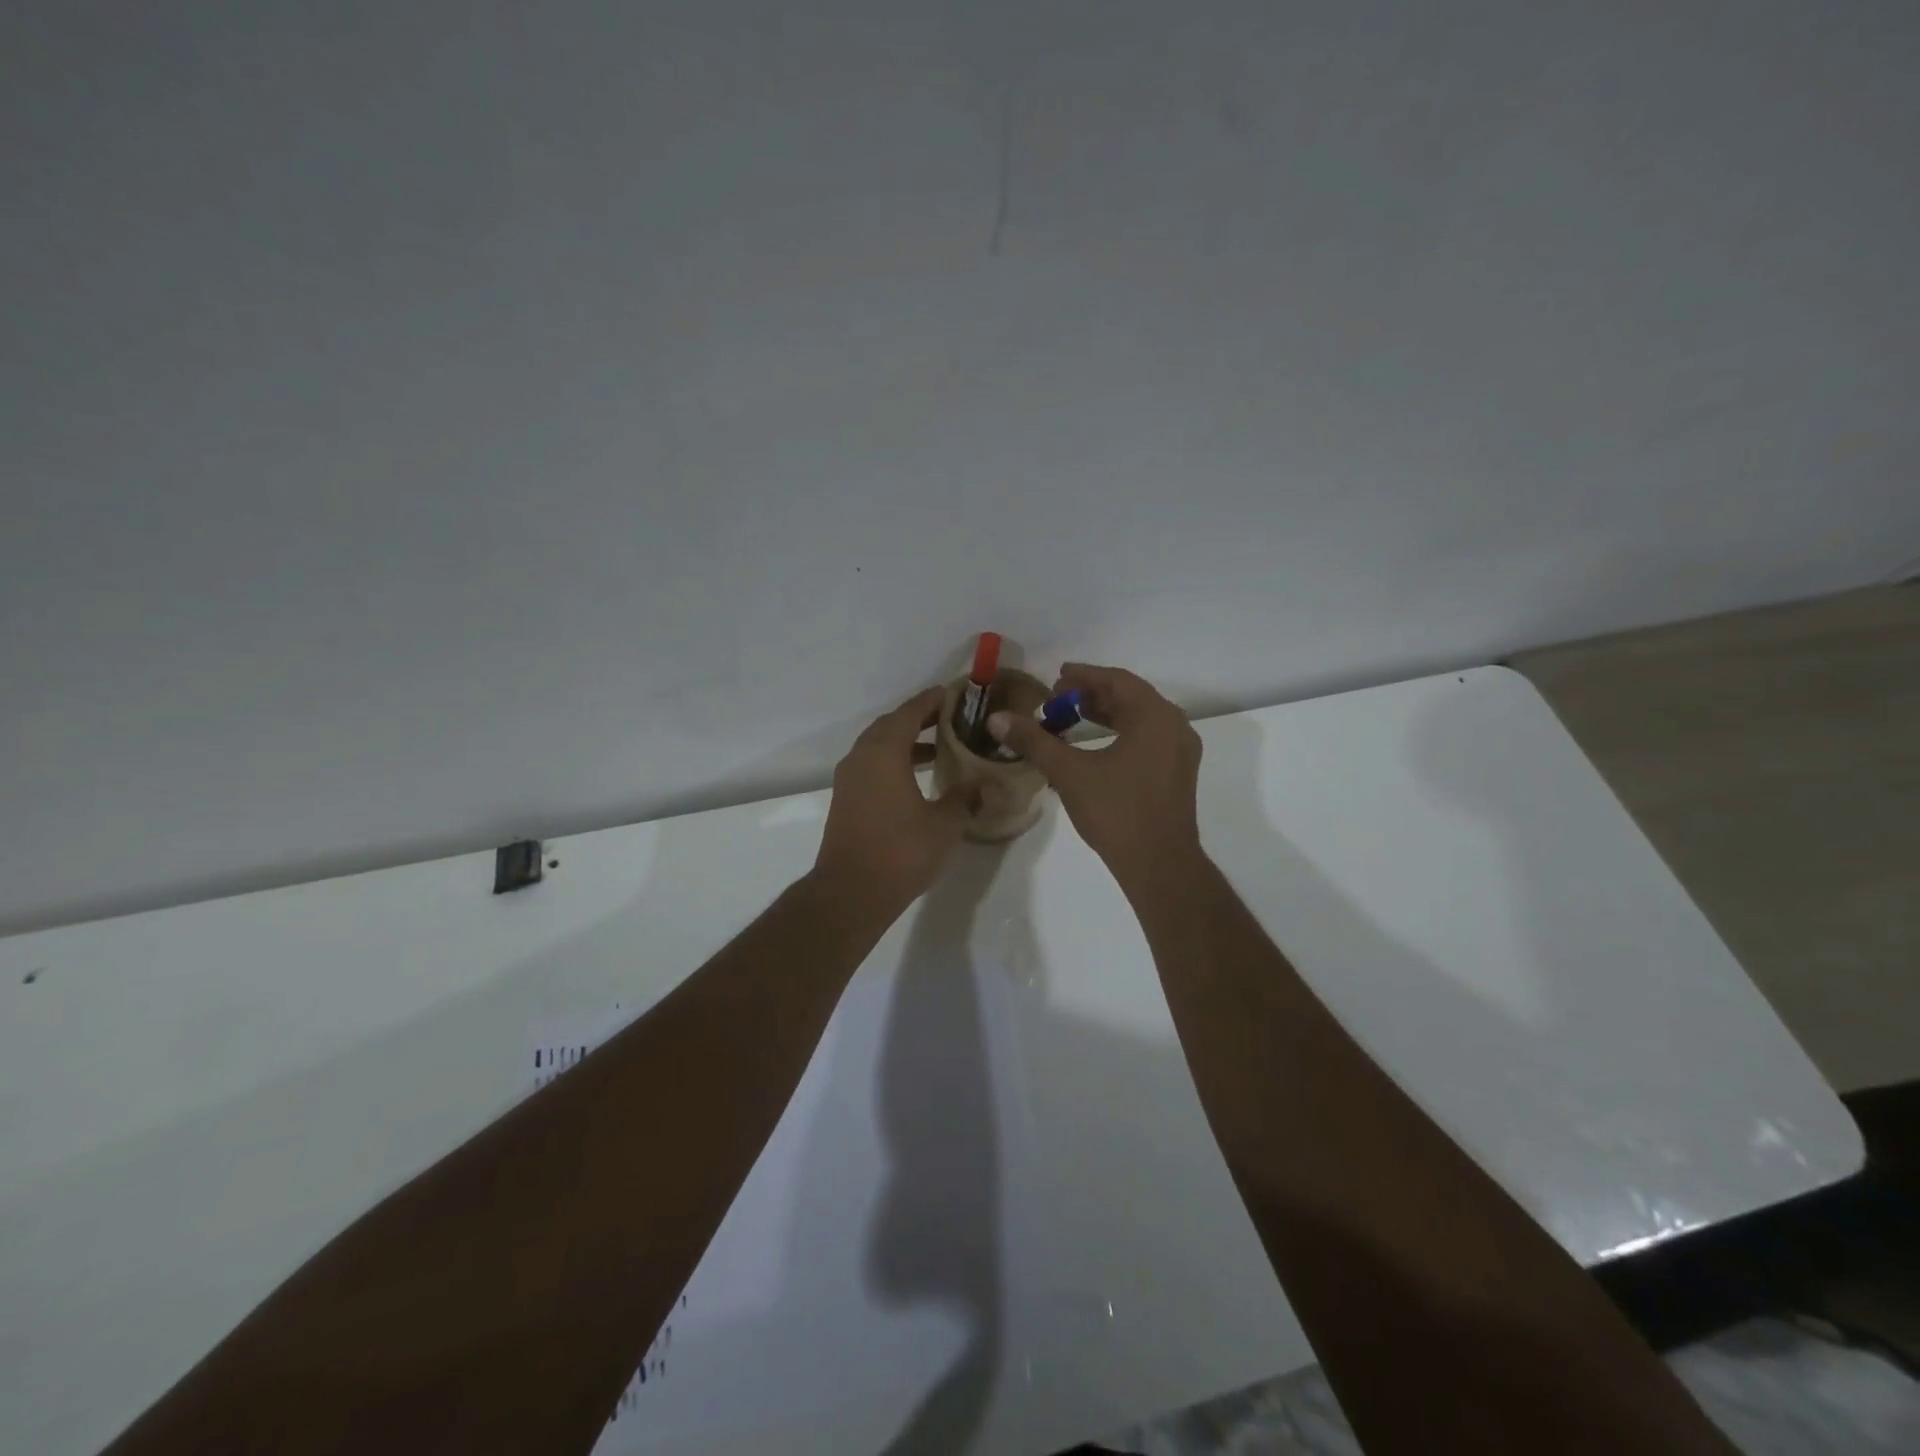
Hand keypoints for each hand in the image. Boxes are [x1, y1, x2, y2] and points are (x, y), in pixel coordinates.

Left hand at [812, 687, 978, 919]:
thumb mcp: (944, 824)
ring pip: (878, 746)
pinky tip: (916, 777)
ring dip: (905, 741)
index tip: (953, 694)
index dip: (932, 701)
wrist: (850, 893)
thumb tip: (990, 784)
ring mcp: (849, 779)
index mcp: (884, 753)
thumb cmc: (901, 852)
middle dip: (919, 718)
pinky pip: (871, 765)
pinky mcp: (846, 799)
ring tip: (938, 746)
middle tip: (950, 718)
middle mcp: (861, 757)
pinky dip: (893, 761)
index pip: (909, 713)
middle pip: (891, 725)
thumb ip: (967, 797)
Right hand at [987, 663, 1202, 888]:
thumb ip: (1034, 741)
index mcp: (1154, 716)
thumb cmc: (1116, 812)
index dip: (1083, 676)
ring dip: (1106, 714)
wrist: (1159, 864)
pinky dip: (1121, 732)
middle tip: (1058, 698)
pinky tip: (1096, 747)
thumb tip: (997, 718)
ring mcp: (1181, 751)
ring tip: (1072, 718)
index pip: (1116, 680)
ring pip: (1140, 718)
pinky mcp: (1178, 773)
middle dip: (1092, 694)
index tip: (1056, 677)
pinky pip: (1148, 738)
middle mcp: (1174, 726)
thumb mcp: (1070, 773)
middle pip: (1130, 697)